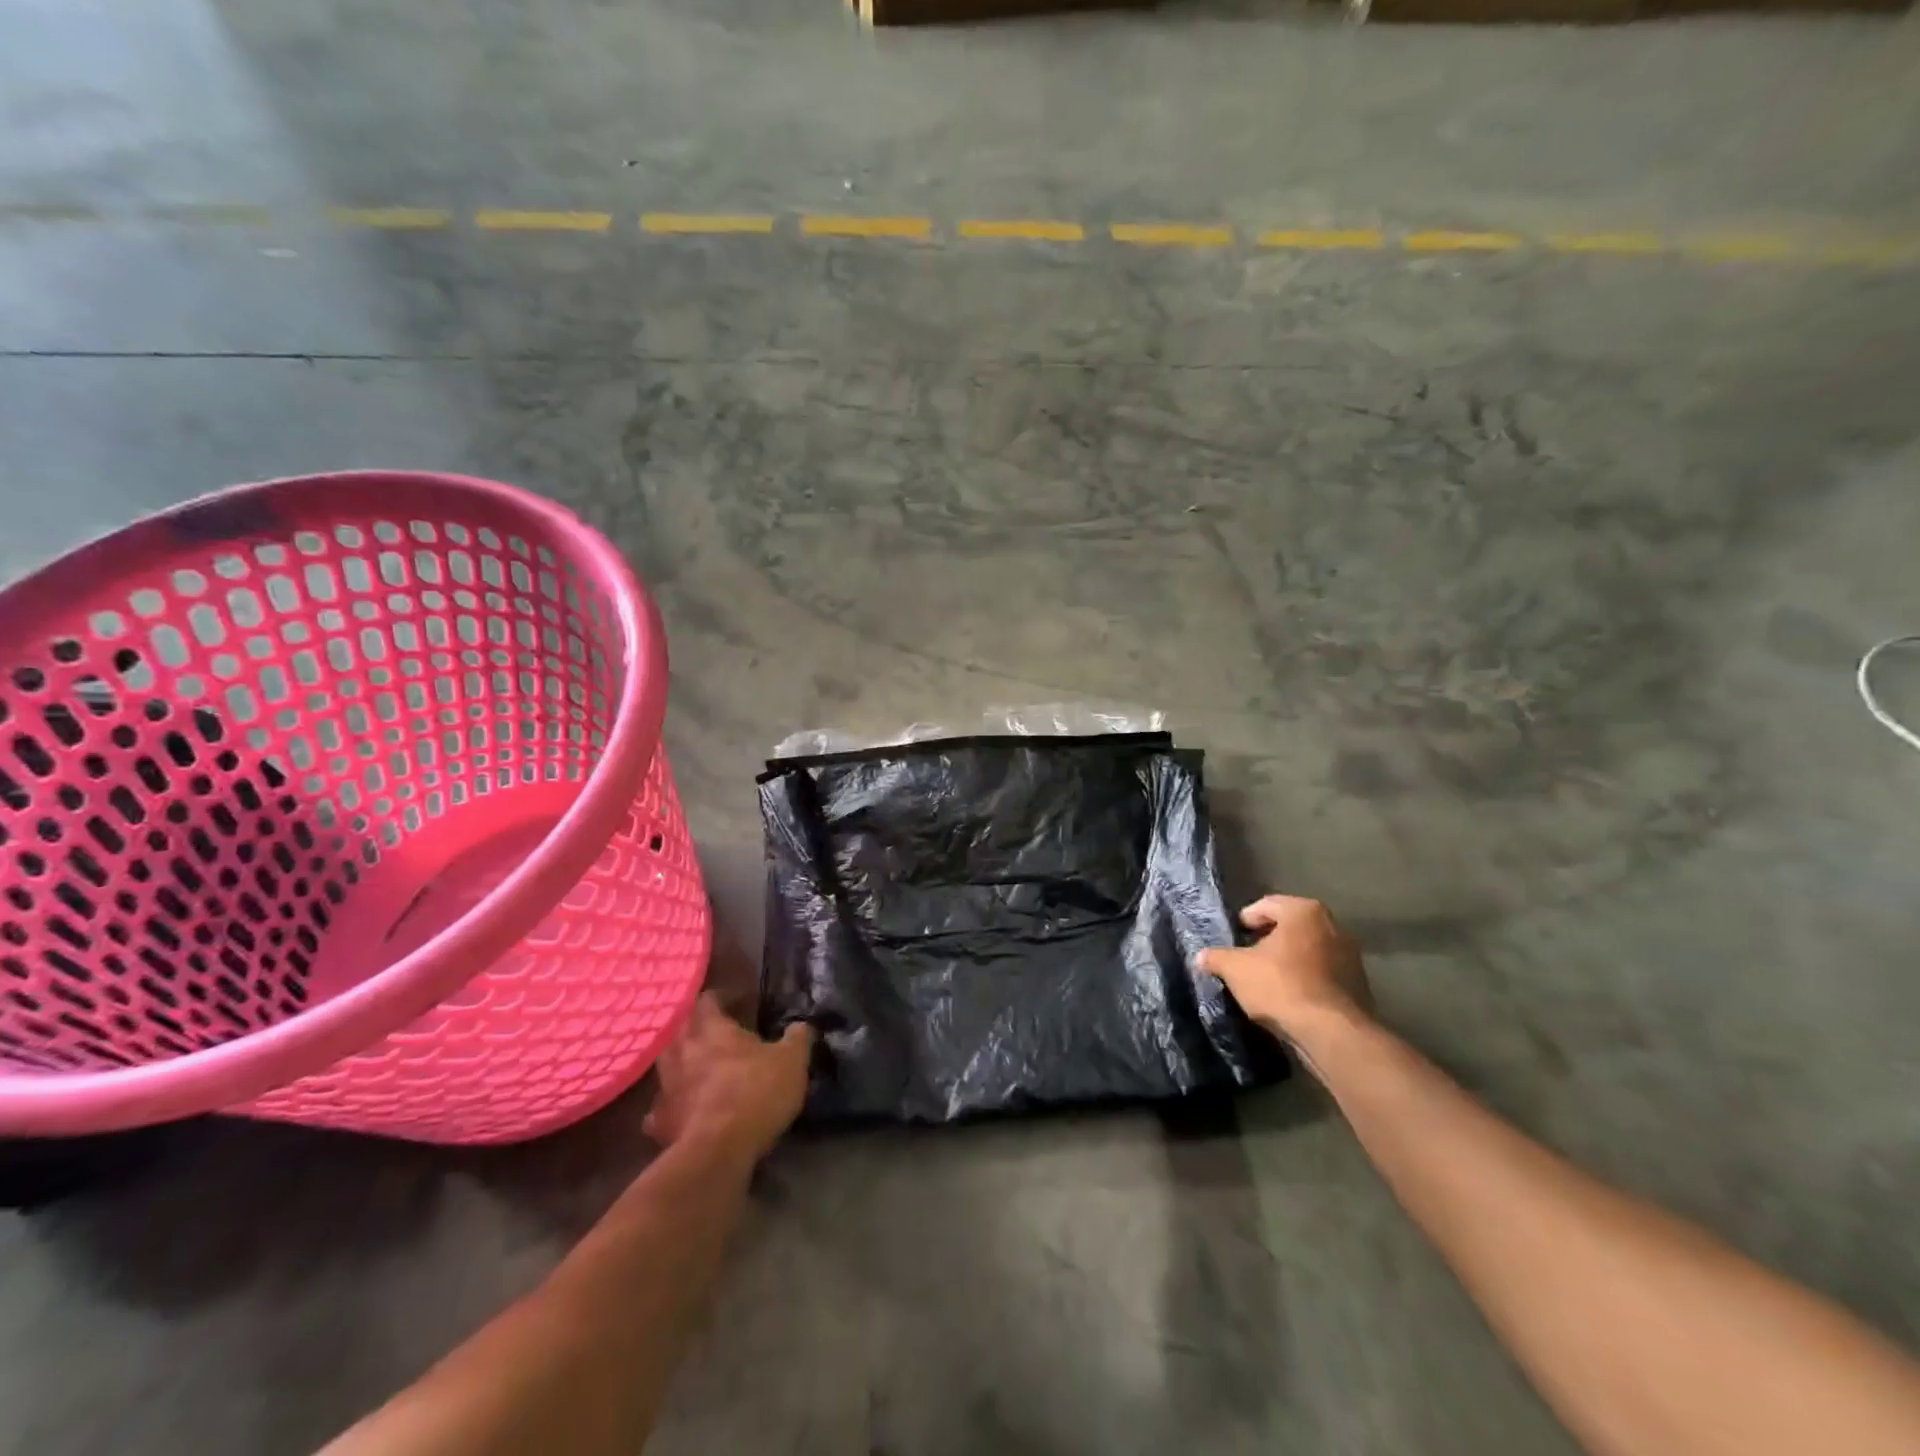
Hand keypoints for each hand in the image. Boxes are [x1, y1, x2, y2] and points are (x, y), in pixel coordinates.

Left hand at [643, 994, 813, 1165]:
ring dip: (678, 1061)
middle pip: (680, 1028)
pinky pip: (659, 1108)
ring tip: (694, 1064)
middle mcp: (684, 1051)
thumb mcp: (791, 1061)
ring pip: (665, 1063)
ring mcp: (667, 1087)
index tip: (735, 1001)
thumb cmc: (756, 1092)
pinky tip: (679, 1110)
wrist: (718, 1150)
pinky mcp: (660, 1122)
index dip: (720, 998)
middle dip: (694, 1025)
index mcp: (714, 1030)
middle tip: (711, 1029)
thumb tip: (801, 1025)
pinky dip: (668, 1106)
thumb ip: (797, 1039)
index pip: (708, 1001)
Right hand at [1197, 896, 1372, 1044]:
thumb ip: (1216, 957)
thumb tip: (1201, 956)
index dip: (1246, 920)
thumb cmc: (1280, 986)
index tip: (1234, 938)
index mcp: (1304, 911)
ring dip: (1288, 961)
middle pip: (1290, 927)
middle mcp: (1333, 926)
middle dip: (1268, 940)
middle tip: (1247, 957)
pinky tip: (1289, 997)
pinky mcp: (1358, 984)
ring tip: (1266, 980)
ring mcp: (1350, 955)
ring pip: (1307, 951)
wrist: (1331, 1033)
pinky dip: (1305, 979)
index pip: (1266, 905)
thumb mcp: (1235, 969)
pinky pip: (1322, 974)